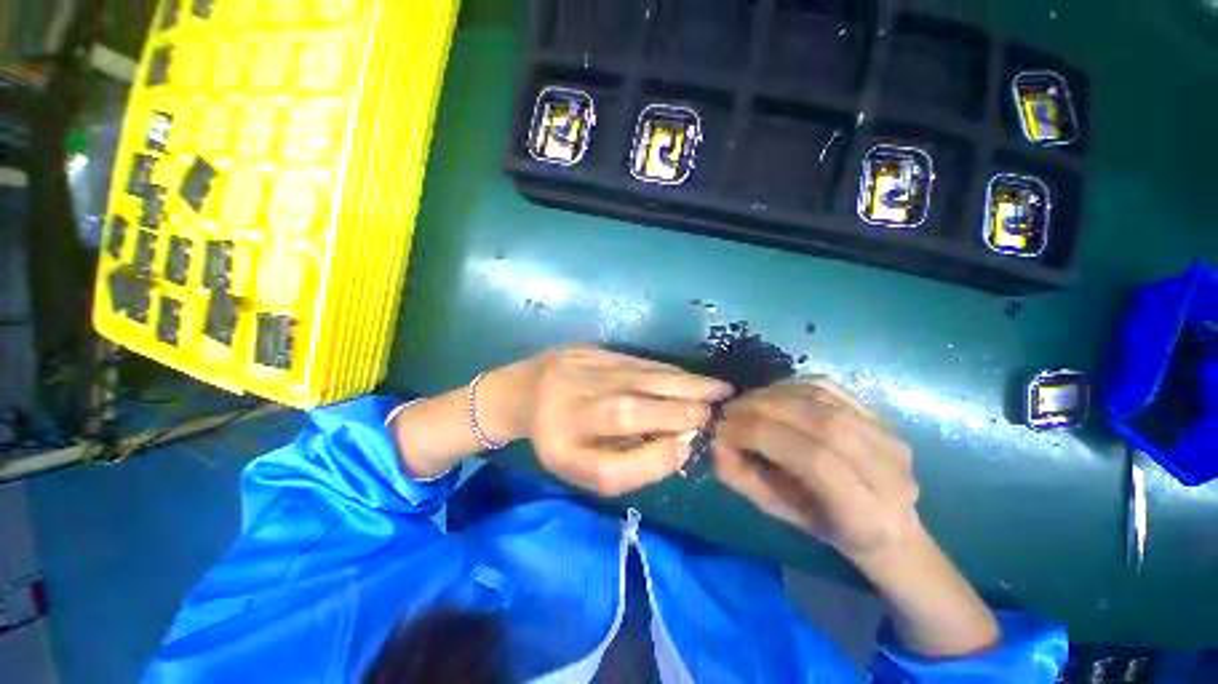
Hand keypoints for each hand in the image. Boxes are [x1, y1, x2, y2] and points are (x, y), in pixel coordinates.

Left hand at [521, 347, 732, 495]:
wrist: (524, 391)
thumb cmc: (557, 435)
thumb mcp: (581, 465)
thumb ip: (627, 464)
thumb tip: (678, 446)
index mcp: (563, 444)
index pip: (610, 464)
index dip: (652, 459)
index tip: (688, 447)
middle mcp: (571, 405)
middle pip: (627, 409)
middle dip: (676, 411)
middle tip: (716, 411)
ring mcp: (581, 371)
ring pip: (636, 379)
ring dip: (682, 384)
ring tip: (717, 389)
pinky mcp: (592, 350)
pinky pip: (635, 362)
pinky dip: (666, 370)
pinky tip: (687, 376)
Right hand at [712, 378, 999, 656]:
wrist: (884, 518)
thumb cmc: (824, 524)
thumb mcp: (776, 510)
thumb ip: (741, 477)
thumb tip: (714, 440)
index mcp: (867, 514)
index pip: (814, 460)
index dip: (762, 436)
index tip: (723, 428)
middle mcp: (889, 472)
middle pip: (821, 422)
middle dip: (764, 409)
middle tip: (729, 409)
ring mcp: (889, 437)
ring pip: (823, 398)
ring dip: (773, 393)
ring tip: (744, 401)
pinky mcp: (880, 414)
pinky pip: (828, 387)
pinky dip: (790, 385)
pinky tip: (769, 394)